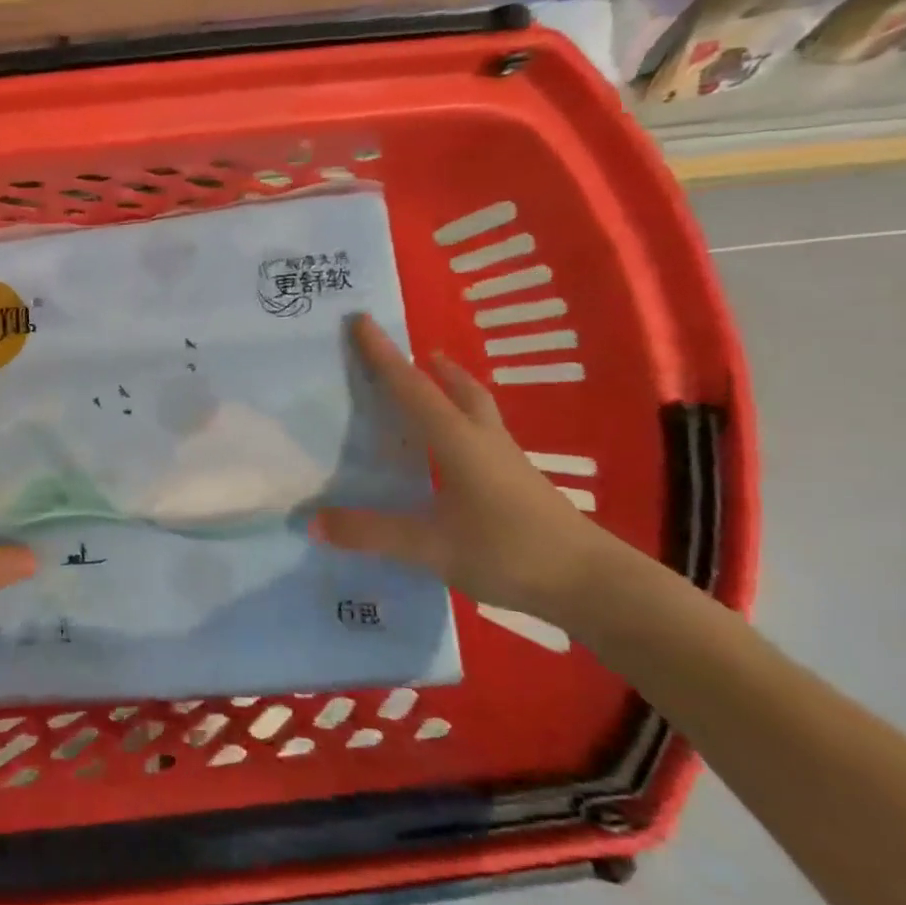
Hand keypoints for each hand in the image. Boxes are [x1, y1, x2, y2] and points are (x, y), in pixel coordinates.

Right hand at [310, 314, 611, 617]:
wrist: (593, 584)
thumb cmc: (508, 551)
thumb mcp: (430, 546)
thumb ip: (371, 534)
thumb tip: (312, 521)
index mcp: (458, 443)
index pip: (413, 390)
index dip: (384, 356)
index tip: (362, 320)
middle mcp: (484, 442)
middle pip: (460, 391)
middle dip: (435, 368)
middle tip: (417, 353)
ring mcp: (508, 464)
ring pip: (478, 412)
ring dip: (455, 391)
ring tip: (437, 387)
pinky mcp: (521, 485)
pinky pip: (485, 438)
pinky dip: (465, 425)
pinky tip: (456, 452)